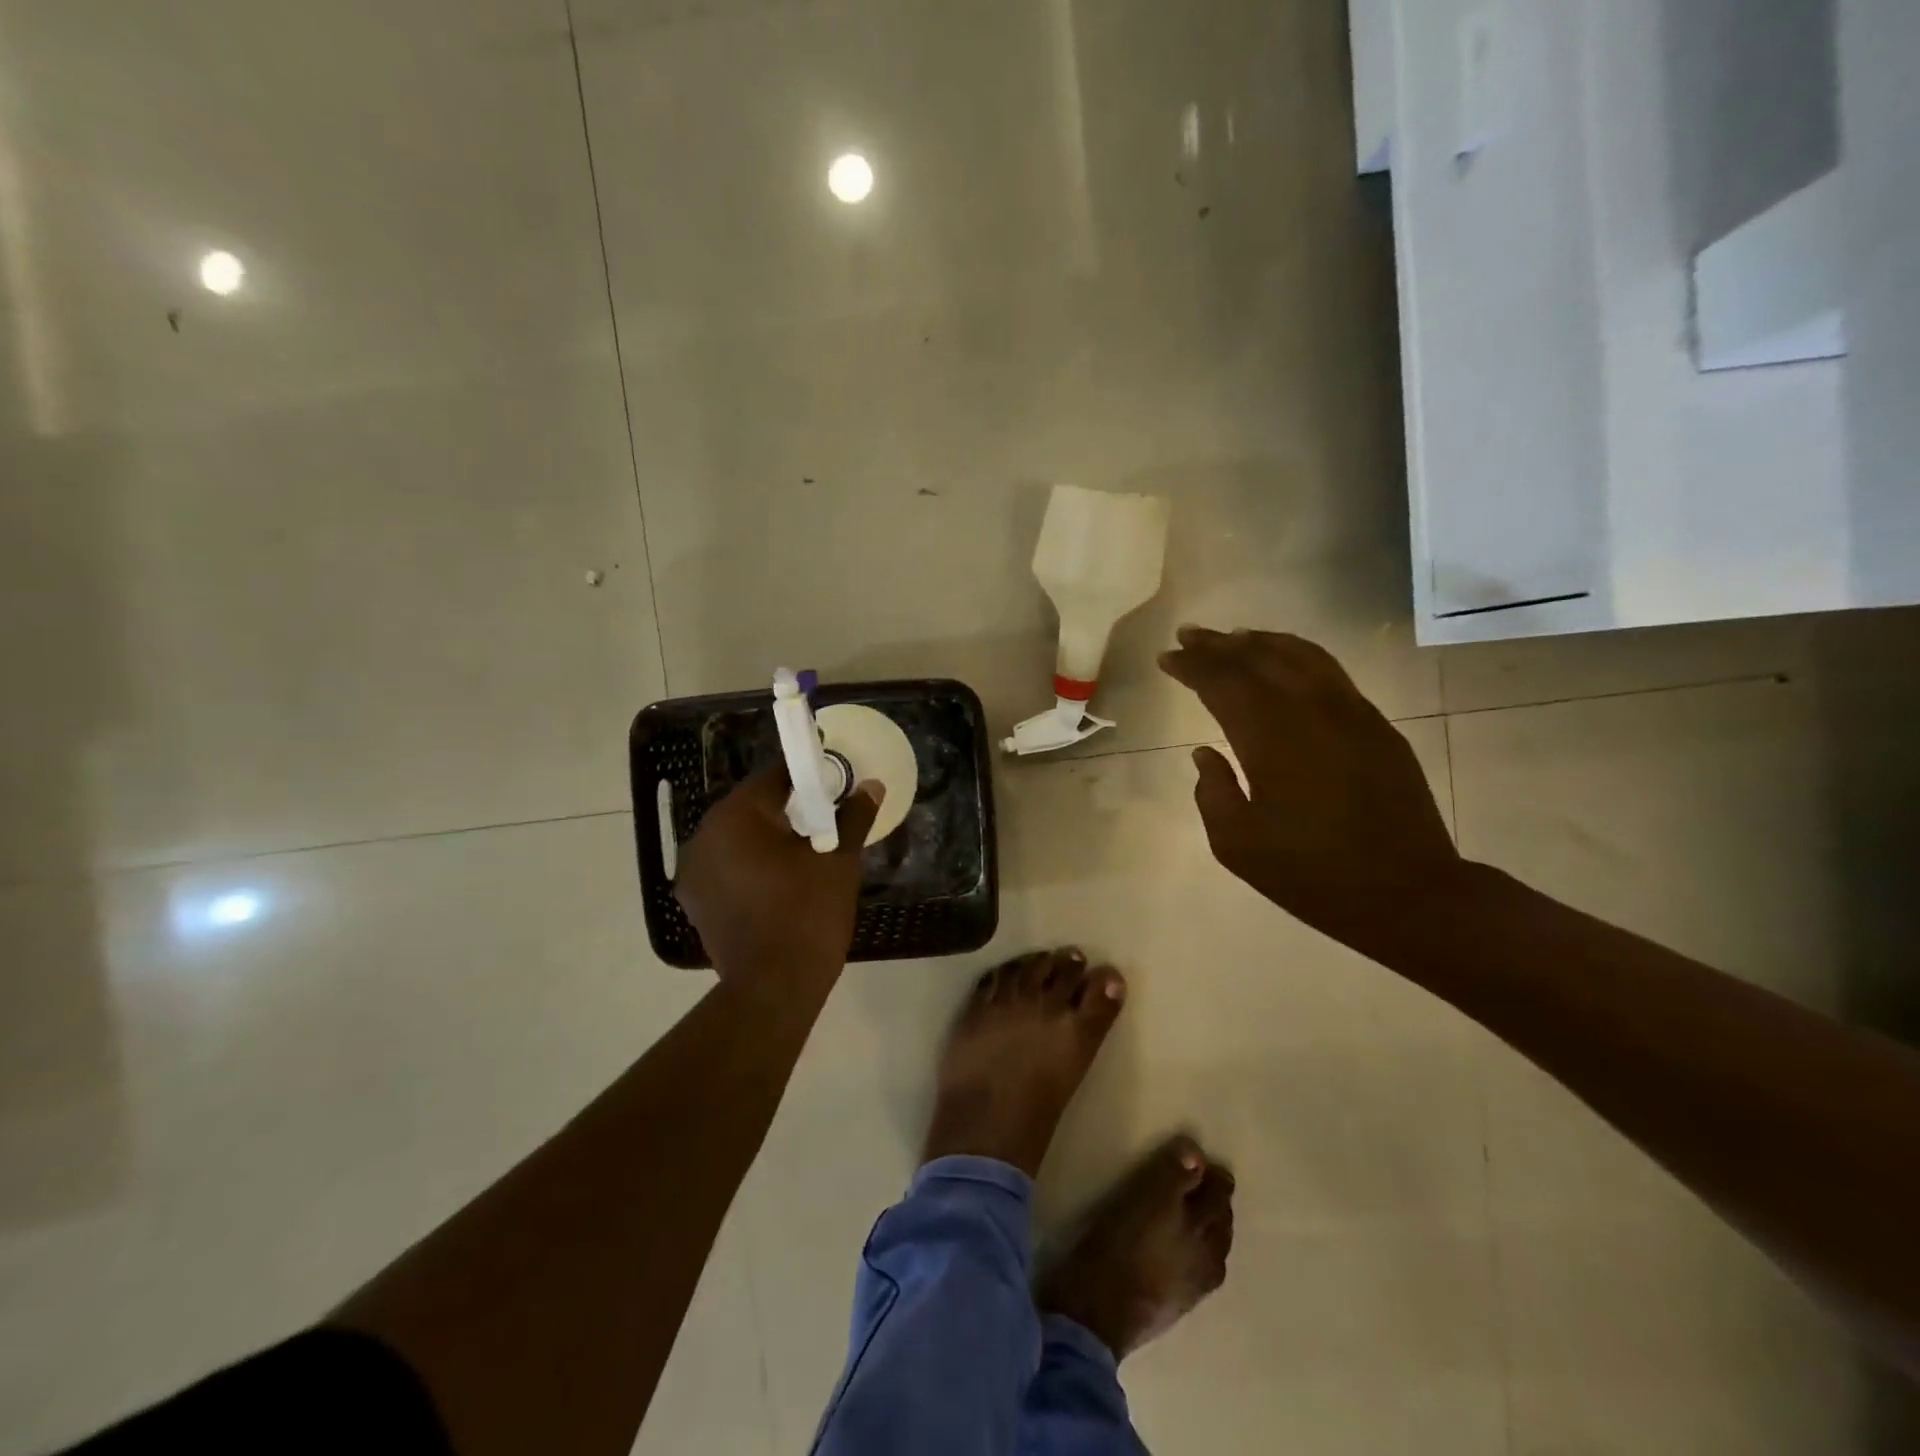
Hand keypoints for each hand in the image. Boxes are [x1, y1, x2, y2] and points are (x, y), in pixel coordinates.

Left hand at [674, 766, 882, 995]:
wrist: (774, 987)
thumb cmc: (809, 913)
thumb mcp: (839, 860)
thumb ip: (853, 817)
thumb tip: (871, 786)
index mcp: (736, 817)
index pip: (773, 778)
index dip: (805, 776)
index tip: (830, 782)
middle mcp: (704, 836)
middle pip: (751, 807)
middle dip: (786, 808)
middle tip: (823, 818)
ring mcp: (693, 872)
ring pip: (736, 839)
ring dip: (765, 839)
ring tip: (802, 852)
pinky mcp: (694, 903)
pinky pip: (726, 868)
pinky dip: (749, 866)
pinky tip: (777, 881)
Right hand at [1158, 627, 1463, 947]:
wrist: (1409, 893)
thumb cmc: (1313, 875)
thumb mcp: (1238, 847)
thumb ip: (1213, 793)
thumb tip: (1205, 753)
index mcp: (1272, 742)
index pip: (1224, 684)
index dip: (1192, 666)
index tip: (1167, 657)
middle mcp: (1311, 713)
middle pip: (1259, 660)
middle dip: (1218, 645)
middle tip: (1187, 635)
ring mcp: (1351, 714)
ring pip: (1300, 656)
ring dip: (1259, 641)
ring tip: (1231, 636)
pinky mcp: (1376, 724)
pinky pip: (1330, 671)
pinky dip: (1298, 654)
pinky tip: (1284, 658)